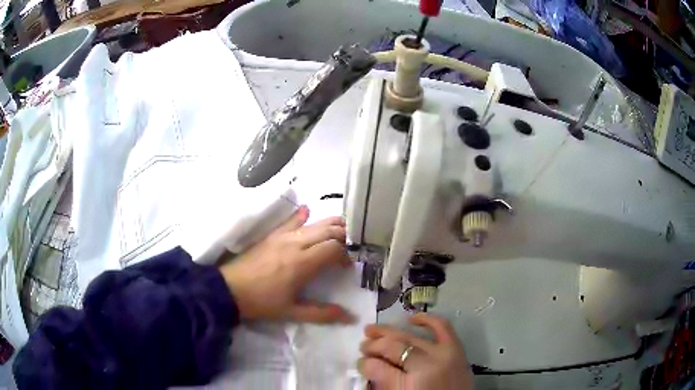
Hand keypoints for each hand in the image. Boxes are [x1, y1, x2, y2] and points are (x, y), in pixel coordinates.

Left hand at [220, 205, 353, 323]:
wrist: (230, 289)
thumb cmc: (262, 302)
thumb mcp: (292, 312)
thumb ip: (322, 313)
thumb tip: (349, 316)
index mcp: (303, 263)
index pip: (334, 247)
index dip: (346, 254)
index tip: (347, 266)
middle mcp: (296, 244)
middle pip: (328, 230)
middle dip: (344, 235)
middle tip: (350, 246)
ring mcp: (282, 236)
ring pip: (313, 223)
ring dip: (329, 224)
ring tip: (340, 229)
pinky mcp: (272, 234)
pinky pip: (290, 220)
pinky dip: (302, 215)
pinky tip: (307, 211)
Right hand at [358, 314, 473, 389]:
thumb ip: (383, 381)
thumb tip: (367, 363)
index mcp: (413, 381)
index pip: (381, 366)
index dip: (366, 363)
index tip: (359, 363)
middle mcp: (430, 363)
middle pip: (395, 346)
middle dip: (374, 345)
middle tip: (362, 345)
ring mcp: (445, 353)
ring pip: (411, 335)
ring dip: (390, 331)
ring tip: (373, 330)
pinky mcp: (457, 349)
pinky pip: (442, 327)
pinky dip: (427, 320)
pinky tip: (412, 319)